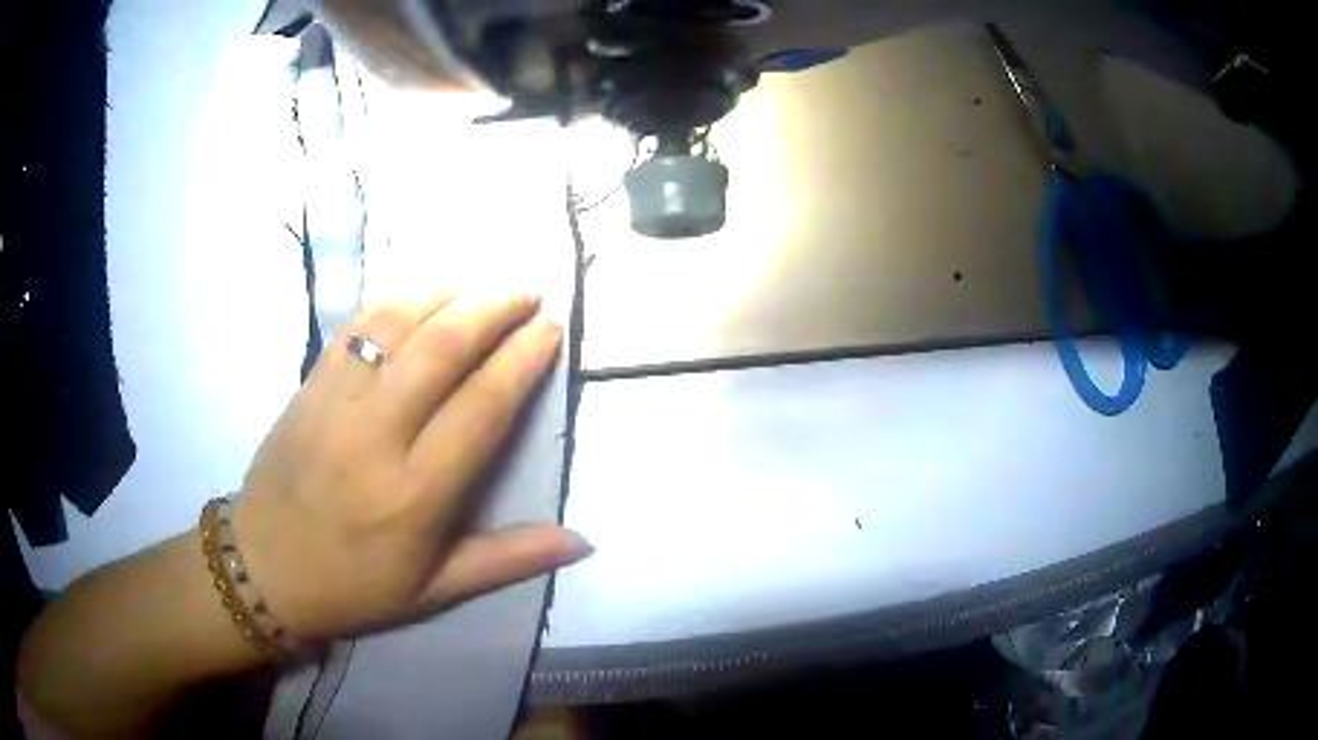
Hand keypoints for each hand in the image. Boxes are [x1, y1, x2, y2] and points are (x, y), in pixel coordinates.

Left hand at [230, 295, 590, 642]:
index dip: (521, 359)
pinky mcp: (307, 387)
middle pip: (441, 348)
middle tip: (528, 292)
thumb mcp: (436, 590)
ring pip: (396, 324)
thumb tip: (582, 541)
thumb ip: (509, 559)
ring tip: (481, 286)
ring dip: (446, 294)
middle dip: (493, 309)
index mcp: (414, 494)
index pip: (480, 407)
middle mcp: (375, 437)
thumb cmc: (354, 587)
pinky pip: (355, 329)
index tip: (550, 328)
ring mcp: (334, 404)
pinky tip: (420, 297)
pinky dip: (395, 303)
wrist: (264, 568)